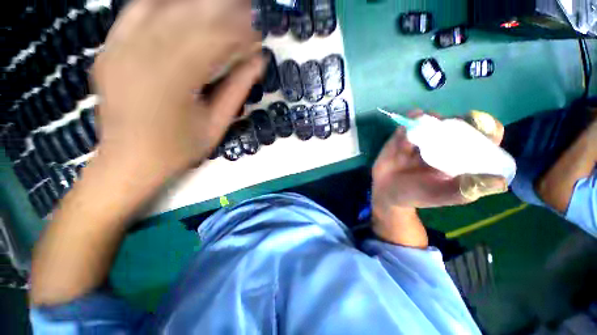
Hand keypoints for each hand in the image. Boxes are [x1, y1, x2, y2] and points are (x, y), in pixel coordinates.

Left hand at [92, 0, 263, 177]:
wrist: (128, 161)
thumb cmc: (178, 150)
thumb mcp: (216, 125)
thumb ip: (236, 91)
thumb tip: (257, 62)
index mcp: (173, 81)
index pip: (215, 40)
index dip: (241, 33)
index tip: (258, 34)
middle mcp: (142, 55)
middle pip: (191, 16)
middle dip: (225, 12)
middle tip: (246, 13)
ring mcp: (121, 47)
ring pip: (166, 8)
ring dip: (199, 5)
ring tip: (222, 7)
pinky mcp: (110, 47)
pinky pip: (138, 10)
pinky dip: (164, 3)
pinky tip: (183, 6)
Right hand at [371, 111, 507, 246]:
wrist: (386, 191)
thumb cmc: (415, 195)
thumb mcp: (441, 196)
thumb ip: (465, 189)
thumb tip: (501, 182)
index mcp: (461, 158)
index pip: (481, 138)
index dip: (485, 128)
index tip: (480, 125)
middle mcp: (444, 145)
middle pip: (456, 124)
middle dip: (454, 120)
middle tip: (447, 123)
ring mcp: (421, 139)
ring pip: (431, 121)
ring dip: (429, 118)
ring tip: (422, 119)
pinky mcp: (402, 137)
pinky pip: (406, 126)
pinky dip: (408, 122)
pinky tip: (406, 126)